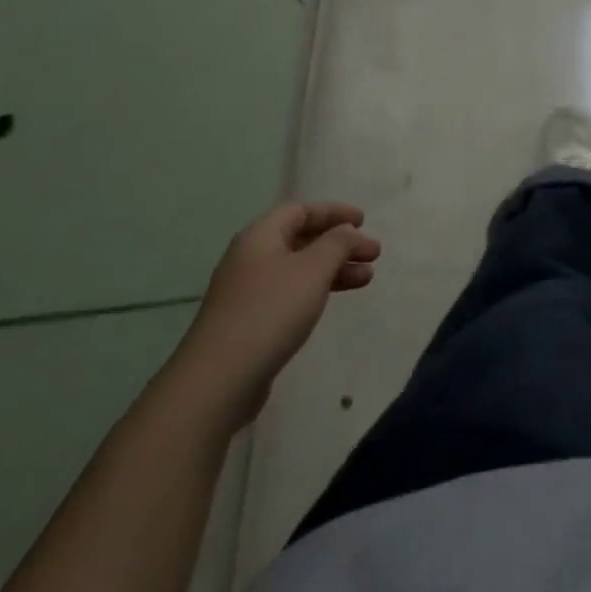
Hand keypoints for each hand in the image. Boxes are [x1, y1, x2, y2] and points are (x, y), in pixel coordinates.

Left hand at [160, 202, 380, 437]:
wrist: (217, 381)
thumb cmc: (270, 312)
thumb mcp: (313, 269)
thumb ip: (337, 243)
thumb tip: (347, 232)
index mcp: (261, 236)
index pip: (301, 210)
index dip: (334, 212)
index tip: (363, 221)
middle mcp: (251, 257)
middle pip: (302, 239)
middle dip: (340, 244)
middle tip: (373, 254)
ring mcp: (247, 291)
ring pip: (299, 268)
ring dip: (334, 268)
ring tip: (366, 279)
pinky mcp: (249, 321)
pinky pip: (291, 293)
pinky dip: (317, 290)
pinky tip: (333, 301)